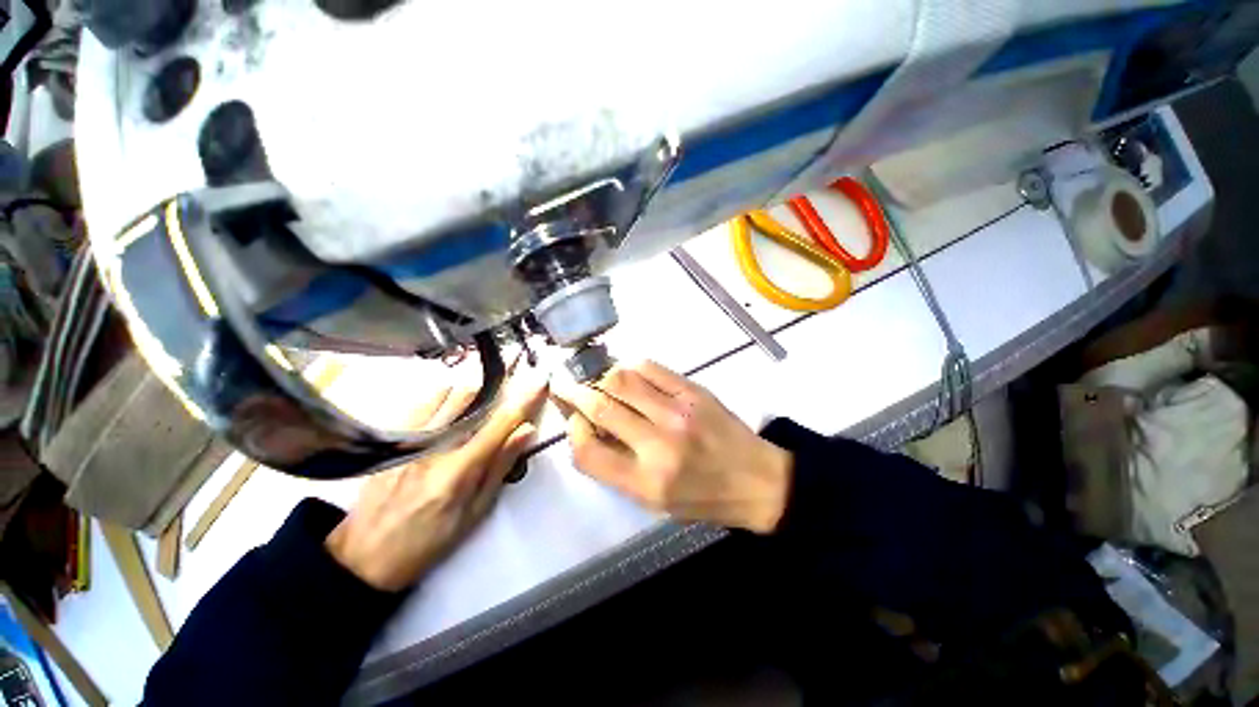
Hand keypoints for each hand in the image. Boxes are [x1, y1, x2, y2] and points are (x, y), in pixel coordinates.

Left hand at [326, 371, 547, 590]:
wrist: (364, 555)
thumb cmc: (429, 540)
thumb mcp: (475, 512)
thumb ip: (500, 466)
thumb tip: (526, 431)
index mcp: (459, 470)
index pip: (501, 423)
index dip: (525, 400)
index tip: (541, 381)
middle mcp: (434, 446)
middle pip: (475, 399)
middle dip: (499, 392)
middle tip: (509, 395)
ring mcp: (410, 438)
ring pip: (450, 394)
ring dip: (474, 395)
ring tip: (479, 408)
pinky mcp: (393, 437)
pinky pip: (424, 401)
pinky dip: (446, 397)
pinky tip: (451, 412)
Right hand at [551, 361, 790, 533]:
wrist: (757, 480)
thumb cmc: (703, 498)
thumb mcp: (654, 502)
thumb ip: (617, 468)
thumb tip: (589, 427)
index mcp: (646, 483)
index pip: (587, 452)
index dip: (572, 431)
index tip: (573, 421)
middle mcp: (658, 445)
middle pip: (600, 407)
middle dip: (575, 393)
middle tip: (567, 387)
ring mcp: (678, 412)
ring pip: (622, 379)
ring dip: (601, 377)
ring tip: (600, 381)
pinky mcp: (694, 391)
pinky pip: (651, 367)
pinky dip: (631, 368)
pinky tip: (630, 375)